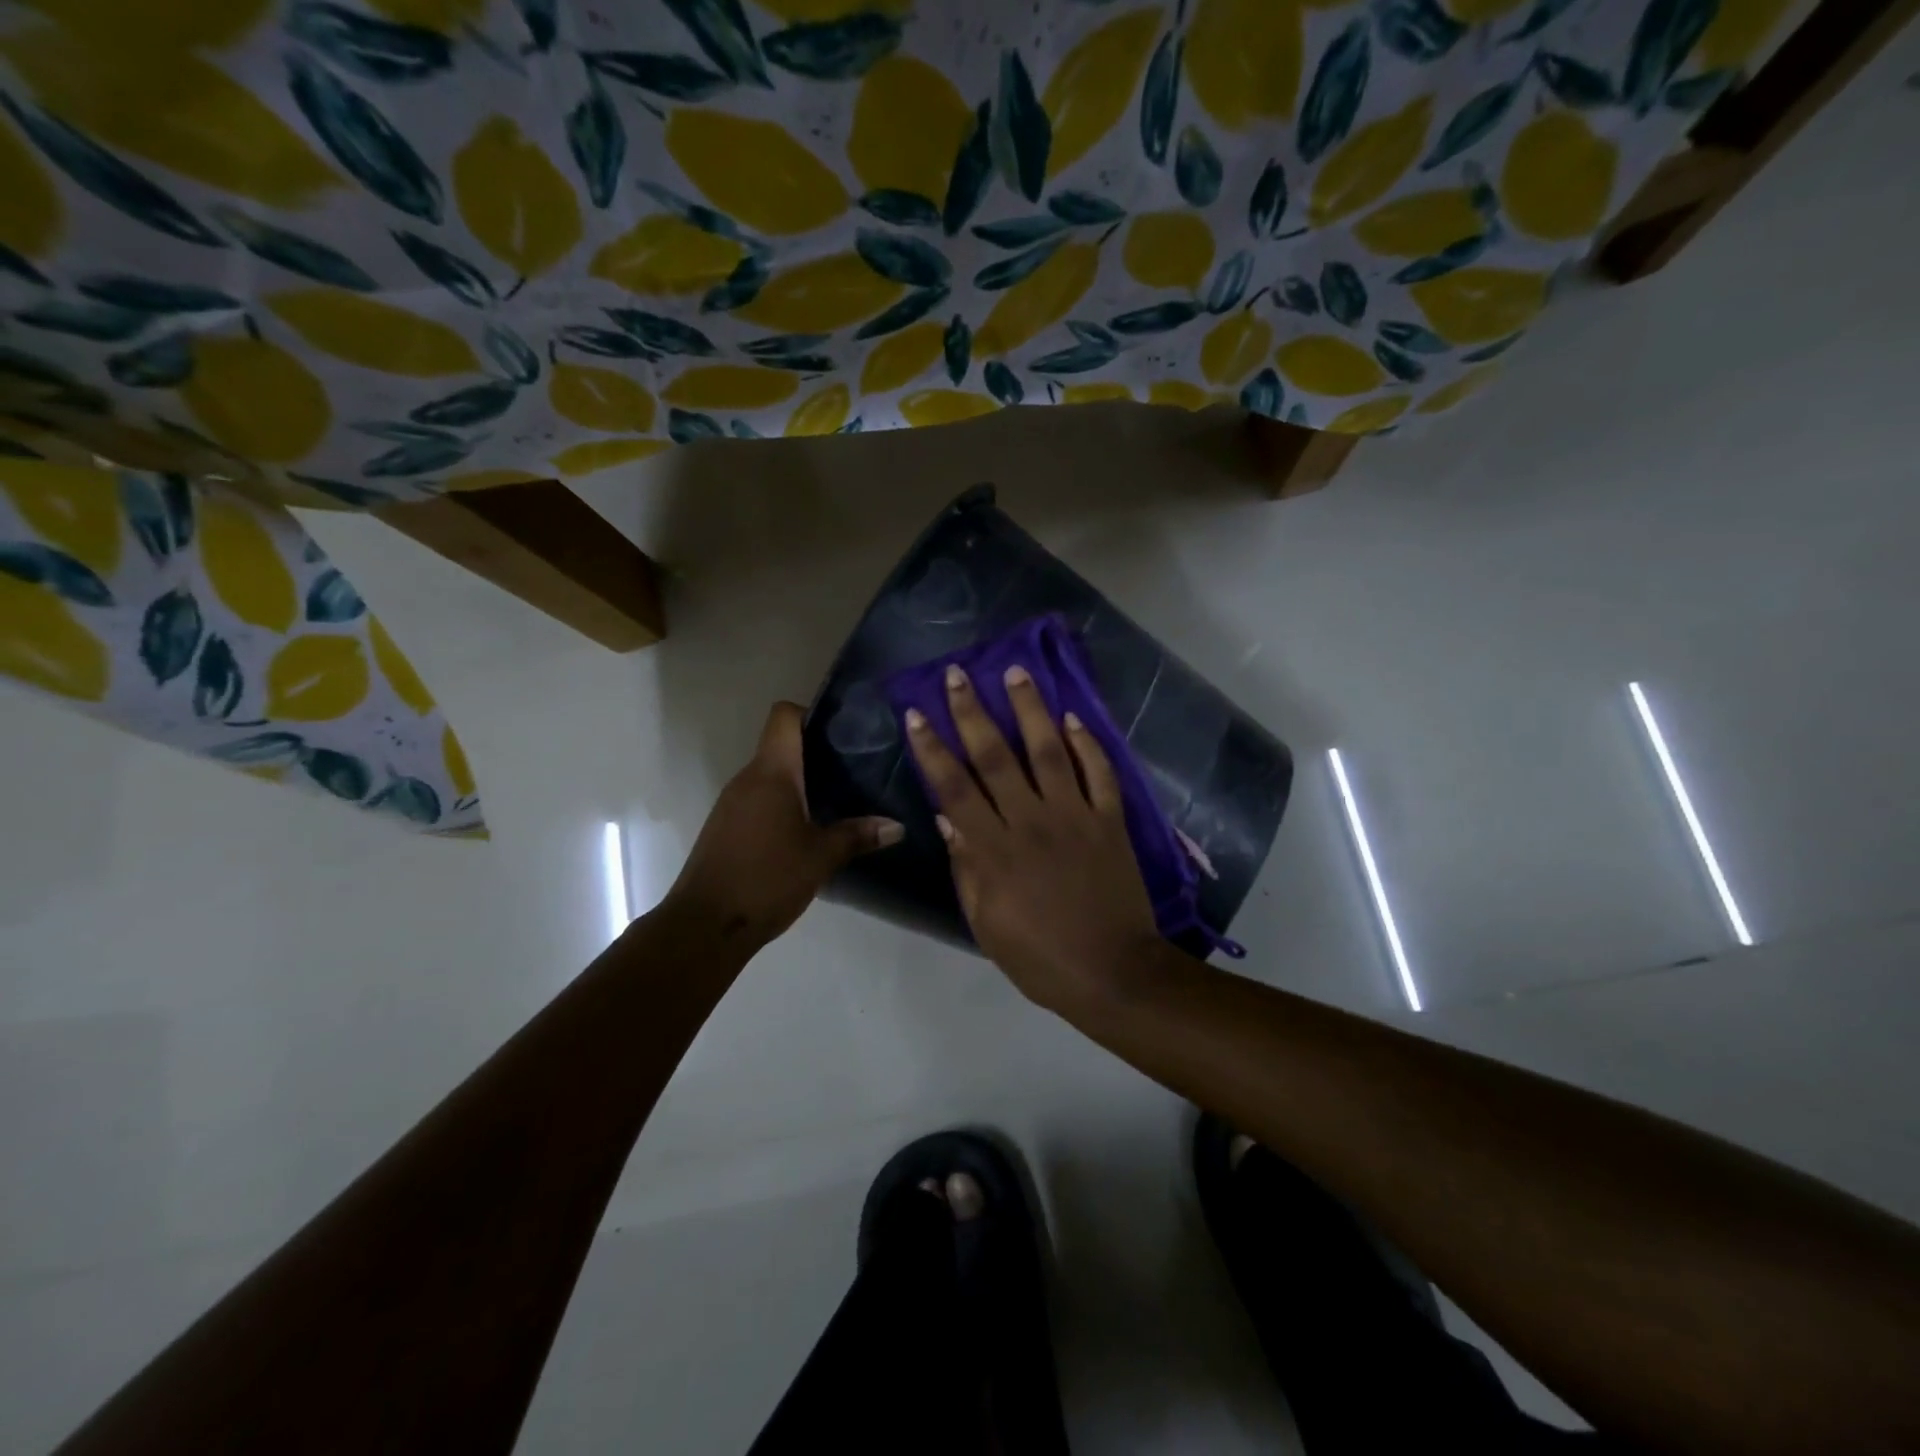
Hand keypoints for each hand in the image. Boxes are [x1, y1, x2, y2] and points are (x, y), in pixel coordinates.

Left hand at [663, 702, 901, 949]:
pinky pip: (760, 799)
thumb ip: (858, 835)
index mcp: (771, 773)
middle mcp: (747, 778)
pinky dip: (784, 804)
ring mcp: (732, 802)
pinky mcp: (726, 826)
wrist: (705, 925)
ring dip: (801, 782)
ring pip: (771, 775)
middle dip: (817, 753)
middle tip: (856, 769)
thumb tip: (898, 826)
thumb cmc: (766, 879)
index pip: (784, 716)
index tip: (843, 732)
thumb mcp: (821, 857)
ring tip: (838, 799)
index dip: (812, 713)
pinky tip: (808, 828)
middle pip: (781, 745)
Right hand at [904, 663, 1159, 1010]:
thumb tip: (947, 820)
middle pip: (995, 757)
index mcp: (995, 849)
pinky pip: (1100, 773)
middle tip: (958, 674)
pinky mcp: (1110, 820)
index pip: (954, 788)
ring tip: (1017, 672)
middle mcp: (1031, 821)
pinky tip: (1073, 717)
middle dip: (972, 713)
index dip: (932, 749)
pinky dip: (1088, 743)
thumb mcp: (986, 924)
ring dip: (1030, 709)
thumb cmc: (1041, 957)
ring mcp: (1075, 816)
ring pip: (1049, 751)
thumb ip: (966, 869)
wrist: (1113, 972)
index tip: (917, 714)